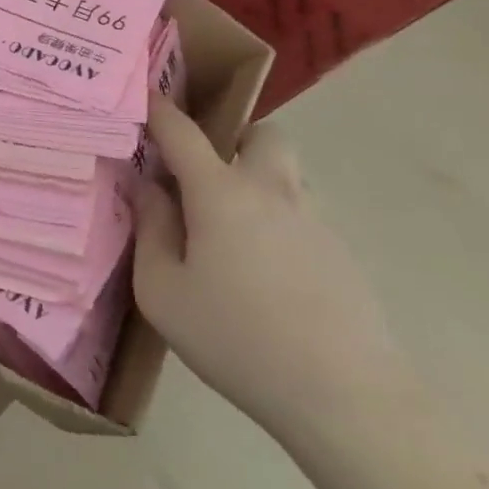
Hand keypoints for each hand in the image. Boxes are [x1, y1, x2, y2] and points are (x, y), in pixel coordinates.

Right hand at [133, 99, 416, 435]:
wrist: (345, 396)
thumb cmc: (237, 340)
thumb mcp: (164, 293)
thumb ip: (150, 230)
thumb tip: (147, 188)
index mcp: (221, 192)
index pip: (182, 131)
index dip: (158, 108)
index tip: (143, 92)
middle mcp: (271, 190)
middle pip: (261, 135)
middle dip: (233, 139)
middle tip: (206, 177)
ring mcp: (314, 219)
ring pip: (285, 175)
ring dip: (257, 183)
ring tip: (233, 236)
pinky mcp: (341, 252)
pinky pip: (302, 215)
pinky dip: (278, 223)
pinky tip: (267, 277)